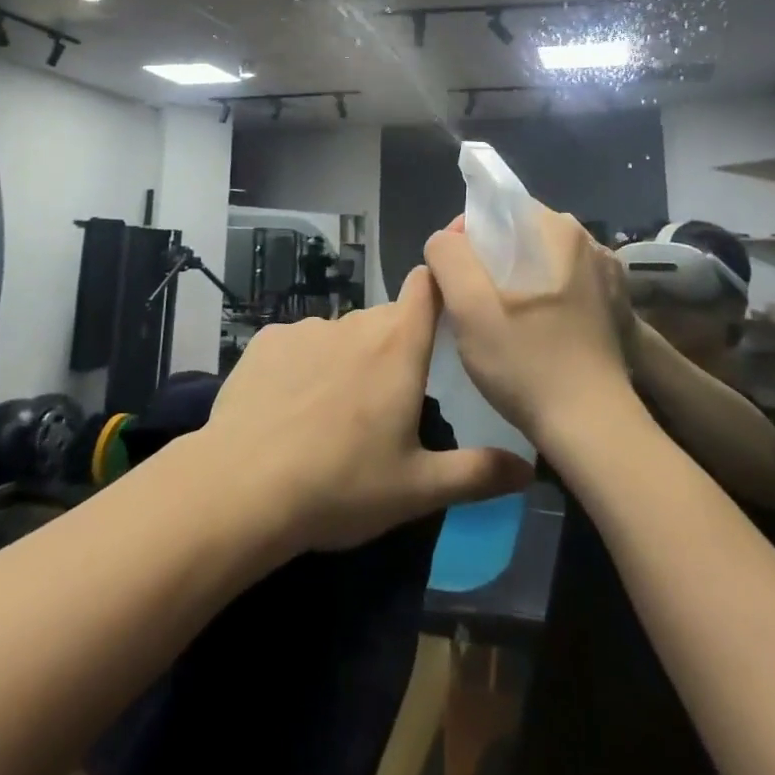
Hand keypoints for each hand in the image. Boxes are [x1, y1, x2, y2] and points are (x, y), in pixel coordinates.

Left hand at [205, 265, 533, 553]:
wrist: (244, 487)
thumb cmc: (343, 485)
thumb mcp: (418, 489)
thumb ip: (479, 475)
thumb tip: (531, 469)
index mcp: (398, 347)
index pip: (426, 286)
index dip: (437, 286)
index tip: (445, 301)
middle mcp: (355, 324)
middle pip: (385, 319)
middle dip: (394, 346)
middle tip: (389, 399)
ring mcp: (306, 328)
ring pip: (340, 334)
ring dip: (347, 359)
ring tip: (334, 413)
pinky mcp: (266, 341)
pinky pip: (297, 344)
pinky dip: (303, 366)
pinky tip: (289, 408)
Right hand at [423, 209, 633, 438]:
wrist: (592, 425)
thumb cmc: (525, 361)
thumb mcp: (468, 305)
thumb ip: (447, 255)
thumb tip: (445, 242)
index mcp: (556, 228)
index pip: (494, 210)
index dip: (462, 240)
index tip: (451, 281)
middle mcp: (587, 239)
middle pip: (516, 235)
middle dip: (487, 262)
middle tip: (471, 305)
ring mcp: (605, 272)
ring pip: (538, 261)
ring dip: (513, 281)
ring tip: (500, 322)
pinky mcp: (613, 304)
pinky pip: (563, 284)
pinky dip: (542, 298)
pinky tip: (534, 332)